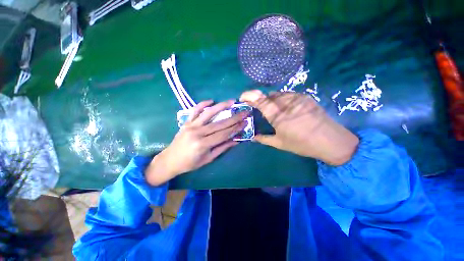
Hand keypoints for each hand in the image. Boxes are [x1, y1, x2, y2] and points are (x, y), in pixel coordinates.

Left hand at [145, 100, 248, 185]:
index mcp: (203, 144)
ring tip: (232, 101)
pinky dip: (202, 104)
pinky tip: (211, 100)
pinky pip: (195, 110)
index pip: (224, 134)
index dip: (236, 128)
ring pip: (208, 113)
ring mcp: (191, 125)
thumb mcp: (208, 159)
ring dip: (221, 106)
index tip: (245, 122)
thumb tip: (235, 141)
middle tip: (244, 112)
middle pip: (219, 123)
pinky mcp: (186, 122)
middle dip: (234, 117)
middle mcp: (198, 132)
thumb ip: (222, 148)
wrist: (170, 160)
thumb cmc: (190, 163)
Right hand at [240, 90, 358, 165]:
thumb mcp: (280, 143)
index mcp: (277, 116)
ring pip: (277, 94)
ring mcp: (296, 98)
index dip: (249, 96)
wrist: (330, 140)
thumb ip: (264, 139)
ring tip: (273, 110)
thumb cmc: (302, 144)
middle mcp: (286, 103)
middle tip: (260, 109)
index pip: (260, 100)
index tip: (243, 97)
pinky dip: (281, 99)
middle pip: (267, 96)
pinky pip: (287, 94)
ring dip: (271, 100)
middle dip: (260, 101)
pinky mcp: (305, 97)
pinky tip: (285, 108)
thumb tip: (253, 137)